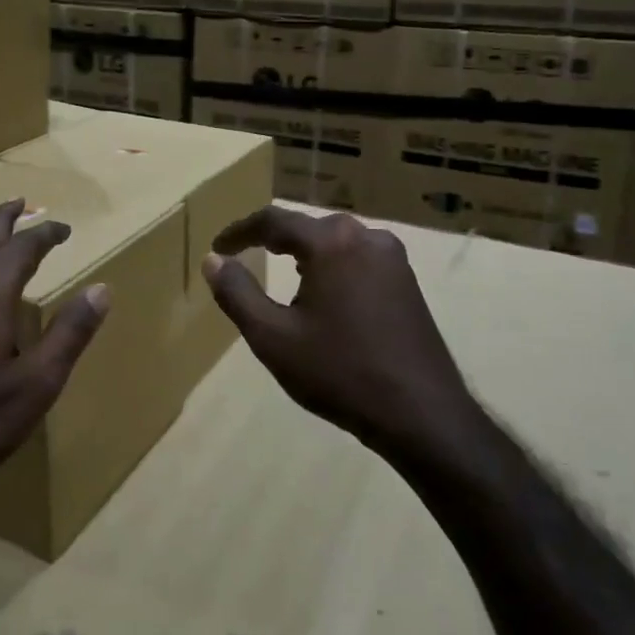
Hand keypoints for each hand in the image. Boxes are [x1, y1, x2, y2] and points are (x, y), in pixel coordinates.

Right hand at [201, 207, 471, 462]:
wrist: (421, 414)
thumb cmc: (339, 372)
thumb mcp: (273, 337)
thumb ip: (237, 293)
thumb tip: (213, 260)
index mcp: (331, 243)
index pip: (274, 220)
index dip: (240, 231)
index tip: (218, 248)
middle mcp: (366, 236)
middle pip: (308, 226)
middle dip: (273, 237)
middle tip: (246, 253)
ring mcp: (393, 258)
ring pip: (336, 240)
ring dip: (305, 250)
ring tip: (280, 267)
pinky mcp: (407, 280)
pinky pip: (358, 257)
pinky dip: (332, 264)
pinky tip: (324, 289)